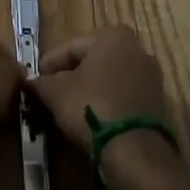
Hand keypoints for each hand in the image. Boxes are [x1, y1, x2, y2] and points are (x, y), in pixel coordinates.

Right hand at [29, 25, 169, 151]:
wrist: (135, 153)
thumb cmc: (92, 107)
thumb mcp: (56, 92)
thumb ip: (41, 82)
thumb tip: (32, 82)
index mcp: (113, 36)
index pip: (71, 46)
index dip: (49, 64)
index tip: (35, 80)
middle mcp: (137, 49)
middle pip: (92, 61)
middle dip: (70, 76)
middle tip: (50, 94)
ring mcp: (150, 78)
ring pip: (108, 80)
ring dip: (88, 91)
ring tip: (68, 109)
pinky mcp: (157, 105)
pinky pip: (122, 97)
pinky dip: (106, 104)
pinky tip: (91, 120)